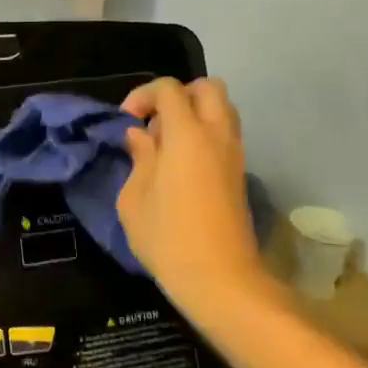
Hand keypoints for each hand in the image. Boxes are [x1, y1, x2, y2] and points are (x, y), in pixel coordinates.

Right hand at [118, 77, 275, 321]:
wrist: (221, 279)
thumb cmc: (168, 238)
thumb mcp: (134, 198)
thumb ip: (138, 157)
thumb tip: (140, 136)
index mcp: (187, 135)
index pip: (169, 89)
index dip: (143, 95)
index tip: (127, 121)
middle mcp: (216, 135)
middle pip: (208, 88)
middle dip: (177, 95)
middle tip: (154, 122)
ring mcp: (234, 154)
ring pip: (222, 109)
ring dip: (194, 113)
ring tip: (167, 143)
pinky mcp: (240, 174)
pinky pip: (225, 134)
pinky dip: (205, 134)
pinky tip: (181, 165)